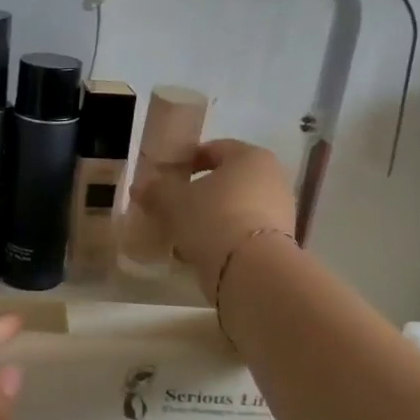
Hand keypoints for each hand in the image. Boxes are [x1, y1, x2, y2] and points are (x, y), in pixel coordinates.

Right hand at [133, 139, 295, 299]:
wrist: (251, 270)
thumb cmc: (213, 218)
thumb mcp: (174, 201)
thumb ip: (156, 190)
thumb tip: (140, 187)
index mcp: (251, 157)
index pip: (213, 149)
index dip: (186, 161)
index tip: (166, 178)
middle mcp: (272, 178)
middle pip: (226, 181)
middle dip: (198, 193)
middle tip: (172, 207)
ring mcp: (280, 212)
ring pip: (234, 208)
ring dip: (210, 218)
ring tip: (183, 234)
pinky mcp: (279, 242)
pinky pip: (243, 232)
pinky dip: (223, 238)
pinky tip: (201, 252)